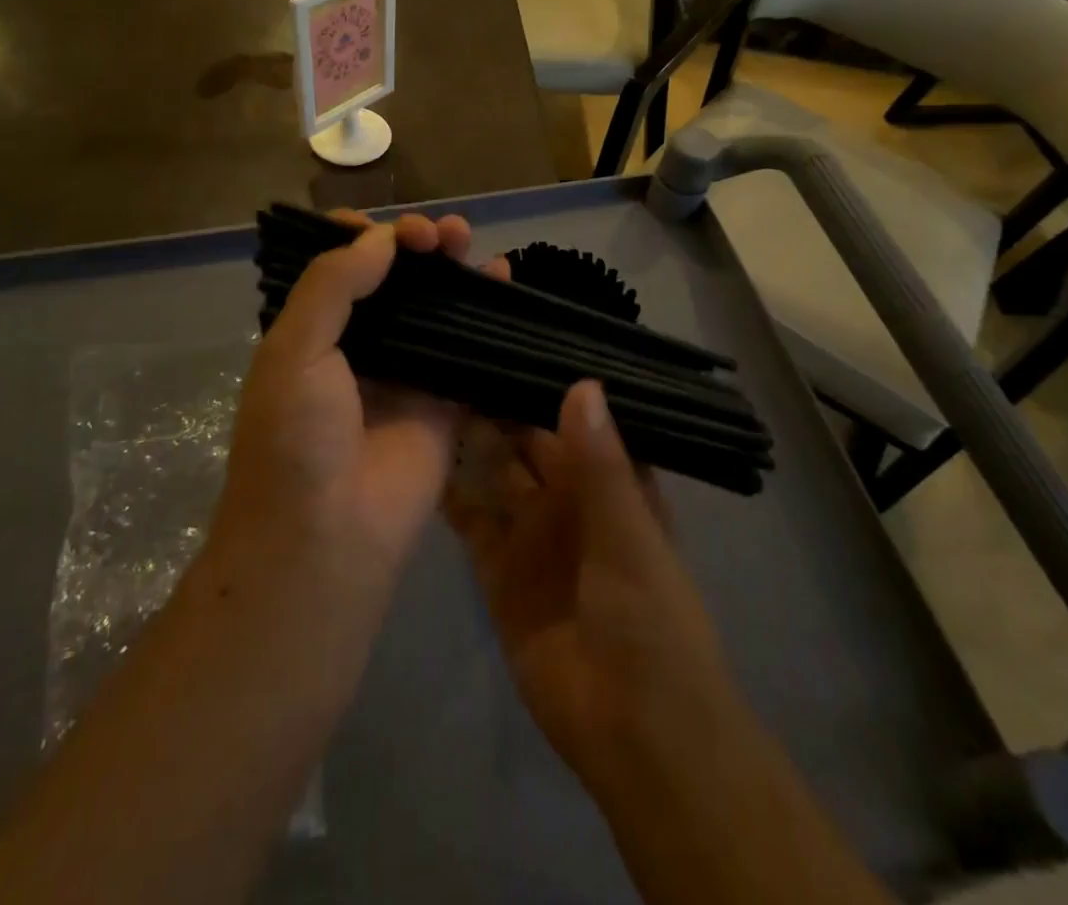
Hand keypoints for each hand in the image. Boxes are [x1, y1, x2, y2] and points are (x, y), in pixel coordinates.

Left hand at [209, 211, 507, 608]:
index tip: (389, 229)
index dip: (362, 237)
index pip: (338, 267)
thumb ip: (333, 285)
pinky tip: (502, 278)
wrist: (327, 539)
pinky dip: (486, 311)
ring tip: (468, 241)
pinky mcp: (445, 401)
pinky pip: (469, 346)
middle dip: (414, 245)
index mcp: (310, 332)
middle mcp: (357, 346)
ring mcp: (404, 373)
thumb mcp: (293, 351)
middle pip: (392, 280)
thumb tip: (381, 238)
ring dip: (450, 268)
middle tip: (438, 235)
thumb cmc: (295, 439)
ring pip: (433, 307)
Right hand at [444, 382, 739, 786]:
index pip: (576, 416)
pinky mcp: (497, 569)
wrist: (633, 729)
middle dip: (499, 403)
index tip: (506, 338)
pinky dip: (449, 492)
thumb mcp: (628, 534)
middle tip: (453, 354)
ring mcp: (531, 531)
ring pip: (496, 471)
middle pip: (529, 439)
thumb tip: (581, 383)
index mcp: (611, 480)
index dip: (546, 381)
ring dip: (469, 439)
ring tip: (428, 390)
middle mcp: (569, 496)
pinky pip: (470, 519)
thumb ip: (601, 463)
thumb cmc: (649, 619)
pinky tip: (417, 456)